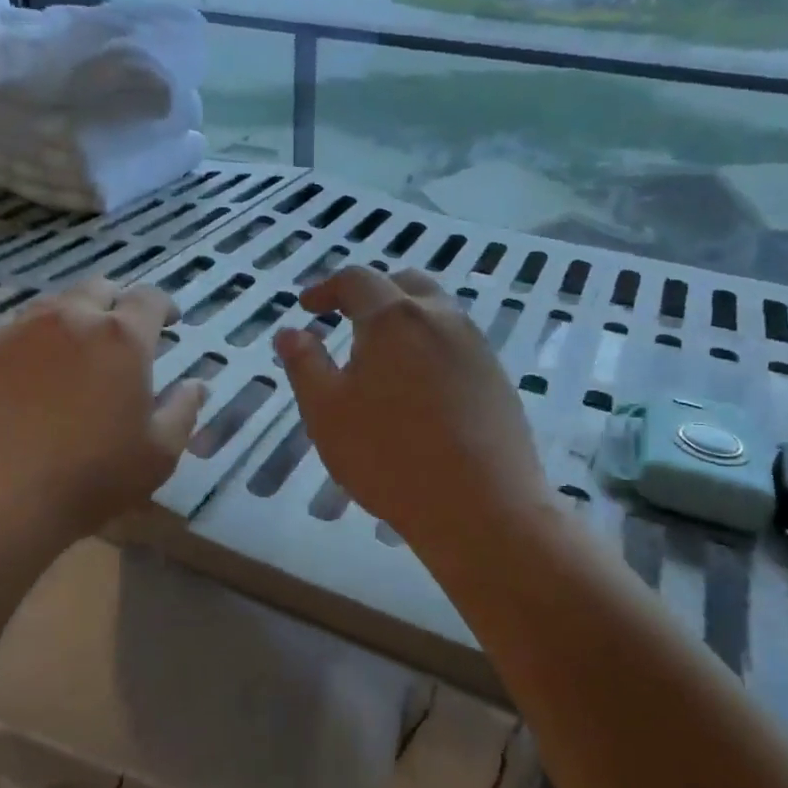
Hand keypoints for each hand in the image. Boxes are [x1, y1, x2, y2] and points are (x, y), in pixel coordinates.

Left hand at [0, 278, 204, 542]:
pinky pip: (11, 334)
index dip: (163, 306)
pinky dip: (29, 346)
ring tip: (72, 354)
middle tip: (120, 334)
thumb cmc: (90, 477)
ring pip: (51, 308)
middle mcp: (69, 319)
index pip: (149, 299)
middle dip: (115, 304)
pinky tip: (26, 379)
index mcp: (121, 338)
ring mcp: (17, 331)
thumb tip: (196, 385)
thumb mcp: (158, 454)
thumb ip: (182, 411)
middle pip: (98, 289)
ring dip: (70, 321)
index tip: (169, 322)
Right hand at [274, 267, 550, 555]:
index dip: (326, 288)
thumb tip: (290, 331)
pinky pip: (456, 342)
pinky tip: (418, 386)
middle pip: (403, 284)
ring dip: (403, 318)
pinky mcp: (497, 377)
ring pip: (436, 311)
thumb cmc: (389, 456)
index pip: (357, 280)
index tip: (307, 308)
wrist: (482, 507)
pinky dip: (429, 345)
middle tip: (345, 319)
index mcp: (394, 318)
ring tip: (381, 354)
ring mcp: (476, 346)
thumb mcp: (326, 412)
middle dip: (370, 293)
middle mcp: (441, 318)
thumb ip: (305, 364)